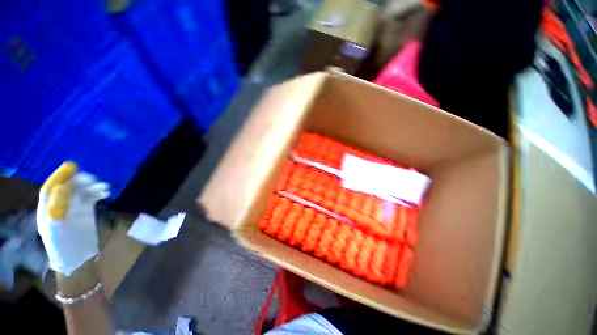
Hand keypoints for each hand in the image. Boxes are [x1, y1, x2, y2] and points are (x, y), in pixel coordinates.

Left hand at [37, 162, 109, 275]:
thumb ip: (57, 208)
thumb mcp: (57, 229)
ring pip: (81, 191)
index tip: (72, 166)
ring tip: (103, 187)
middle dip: (79, 181)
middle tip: (92, 178)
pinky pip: (91, 198)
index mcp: (48, 209)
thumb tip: (62, 187)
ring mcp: (73, 209)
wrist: (78, 259)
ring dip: (91, 186)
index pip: (51, 188)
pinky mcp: (86, 212)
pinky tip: (105, 192)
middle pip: (67, 188)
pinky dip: (98, 193)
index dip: (60, 176)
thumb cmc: (64, 246)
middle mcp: (60, 206)